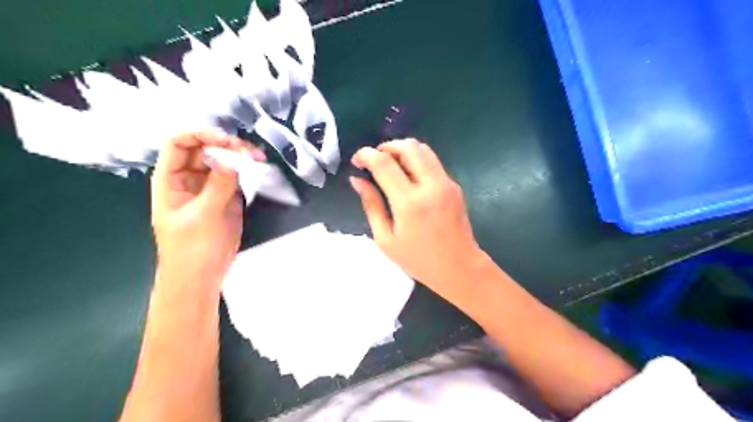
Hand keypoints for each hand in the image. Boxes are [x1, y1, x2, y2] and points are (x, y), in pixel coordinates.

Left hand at [150, 132, 263, 289]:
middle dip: (227, 144)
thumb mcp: (203, 216)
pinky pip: (236, 175)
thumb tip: (233, 158)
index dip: (201, 135)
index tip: (227, 141)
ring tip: (259, 158)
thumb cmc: (191, 249)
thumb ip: (218, 185)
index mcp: (171, 178)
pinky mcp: (227, 196)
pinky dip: (248, 170)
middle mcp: (189, 177)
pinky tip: (259, 169)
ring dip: (240, 156)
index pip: (179, 142)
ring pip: (223, 160)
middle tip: (250, 152)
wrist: (201, 276)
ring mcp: (210, 186)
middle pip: (205, 147)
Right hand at [350, 141, 484, 300]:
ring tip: (389, 165)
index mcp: (409, 203)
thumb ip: (371, 205)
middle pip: (408, 147)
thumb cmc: (418, 260)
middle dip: (386, 146)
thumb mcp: (385, 239)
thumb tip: (357, 180)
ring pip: (423, 149)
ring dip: (402, 150)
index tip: (357, 160)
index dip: (366, 155)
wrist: (459, 267)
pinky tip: (407, 176)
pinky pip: (432, 162)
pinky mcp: (454, 185)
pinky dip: (416, 160)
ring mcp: (446, 183)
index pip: (384, 163)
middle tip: (374, 160)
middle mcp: (430, 186)